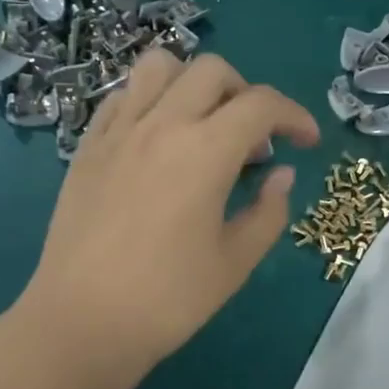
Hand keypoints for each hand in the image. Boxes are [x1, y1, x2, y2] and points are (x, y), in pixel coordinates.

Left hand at [13, 50, 318, 388]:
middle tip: (253, 140)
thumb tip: (281, 175)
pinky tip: (156, 139)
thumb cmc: (168, 299)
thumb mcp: (235, 262)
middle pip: (213, 71)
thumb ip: (268, 211)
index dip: (295, 116)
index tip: (307, 142)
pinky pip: (121, 97)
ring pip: (159, 66)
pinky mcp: (87, 146)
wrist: (81, 322)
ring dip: (192, 83)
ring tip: (202, 123)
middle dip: (246, 94)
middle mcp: (162, 124)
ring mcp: (119, 131)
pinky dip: (149, 100)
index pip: (262, 104)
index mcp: (205, 151)